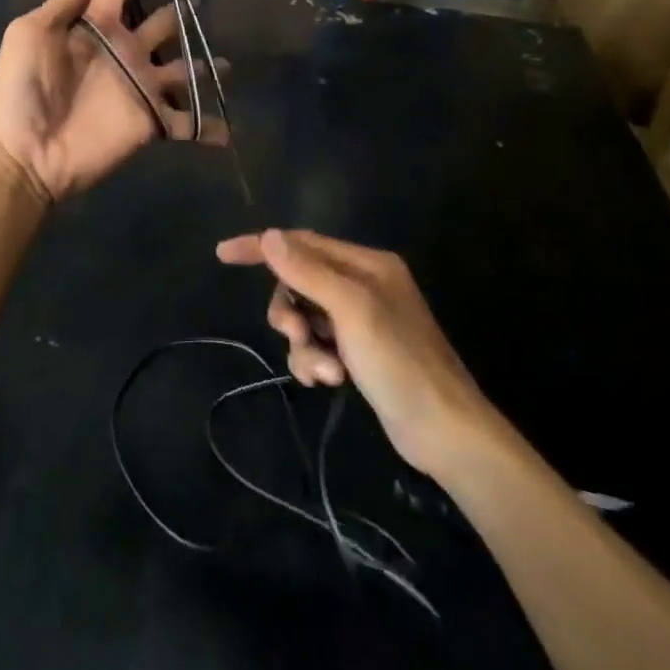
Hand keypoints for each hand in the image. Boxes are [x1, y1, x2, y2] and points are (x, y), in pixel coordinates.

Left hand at [0, 0, 225, 203]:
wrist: (24, 152)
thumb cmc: (20, 88)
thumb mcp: (32, 34)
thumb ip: (62, 1)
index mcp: (95, 25)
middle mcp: (124, 51)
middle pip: (159, 25)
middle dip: (178, 13)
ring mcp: (140, 87)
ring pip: (182, 71)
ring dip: (203, 67)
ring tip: (228, 64)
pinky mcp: (150, 122)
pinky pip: (186, 123)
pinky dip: (207, 127)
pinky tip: (229, 130)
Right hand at [215, 230, 500, 479]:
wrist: (445, 433)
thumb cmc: (400, 363)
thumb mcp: (350, 310)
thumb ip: (307, 271)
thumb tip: (268, 236)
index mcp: (366, 263)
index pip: (302, 242)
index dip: (262, 246)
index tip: (223, 254)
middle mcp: (362, 284)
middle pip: (298, 282)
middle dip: (290, 310)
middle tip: (296, 334)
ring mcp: (361, 320)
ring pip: (304, 317)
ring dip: (303, 345)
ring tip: (324, 372)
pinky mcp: (359, 353)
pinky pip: (316, 344)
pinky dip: (314, 361)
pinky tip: (330, 382)